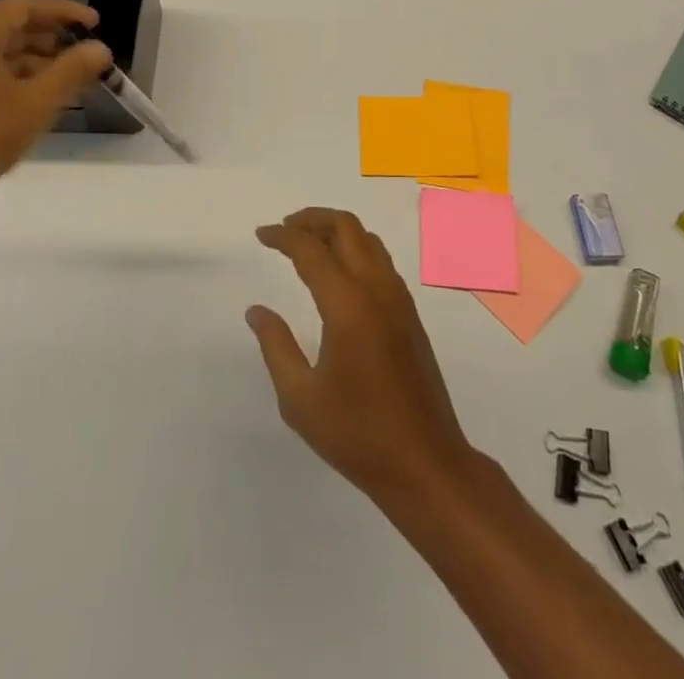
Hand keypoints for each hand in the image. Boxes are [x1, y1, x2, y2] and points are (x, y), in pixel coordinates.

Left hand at [0, 0, 110, 237]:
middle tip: (87, 48)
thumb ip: (73, 69)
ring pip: (1, 49)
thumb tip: (101, 48)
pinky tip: (46, 93)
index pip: (23, 6)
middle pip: (11, 25)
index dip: (63, 11)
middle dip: (53, 36)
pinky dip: (19, 74)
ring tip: (74, 74)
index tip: (95, 23)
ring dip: (39, 57)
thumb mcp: (38, 101)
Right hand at [247, 208, 479, 501]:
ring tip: (308, 244)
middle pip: (345, 227)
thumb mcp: (300, 399)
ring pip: (367, 239)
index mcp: (347, 304)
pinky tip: (338, 272)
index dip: (283, 236)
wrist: (426, 464)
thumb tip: (257, 311)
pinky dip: (355, 248)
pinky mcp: (409, 313)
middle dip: (312, 219)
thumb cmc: (357, 435)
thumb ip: (276, 346)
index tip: (261, 235)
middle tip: (284, 230)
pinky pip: (380, 260)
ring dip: (336, 230)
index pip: (310, 249)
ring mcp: (398, 298)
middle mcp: (376, 289)